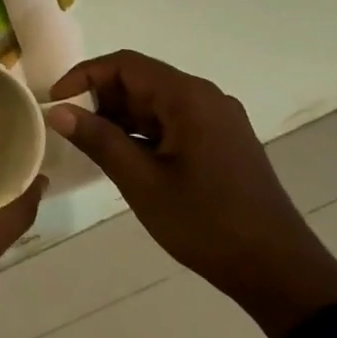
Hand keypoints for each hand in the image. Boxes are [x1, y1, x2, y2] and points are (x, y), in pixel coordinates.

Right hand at [47, 51, 336, 337]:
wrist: (280, 272)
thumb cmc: (206, 224)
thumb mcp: (142, 182)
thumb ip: (98, 140)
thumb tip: (58, 110)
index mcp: (188, 98)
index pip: (124, 64)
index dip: (84, 76)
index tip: (56, 102)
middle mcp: (206, 97)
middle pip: (141, 80)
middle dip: (102, 99)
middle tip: (73, 130)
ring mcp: (218, 119)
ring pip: (156, 102)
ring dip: (122, 117)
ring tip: (95, 147)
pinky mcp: (223, 141)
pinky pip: (174, 120)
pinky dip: (145, 131)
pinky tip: (129, 159)